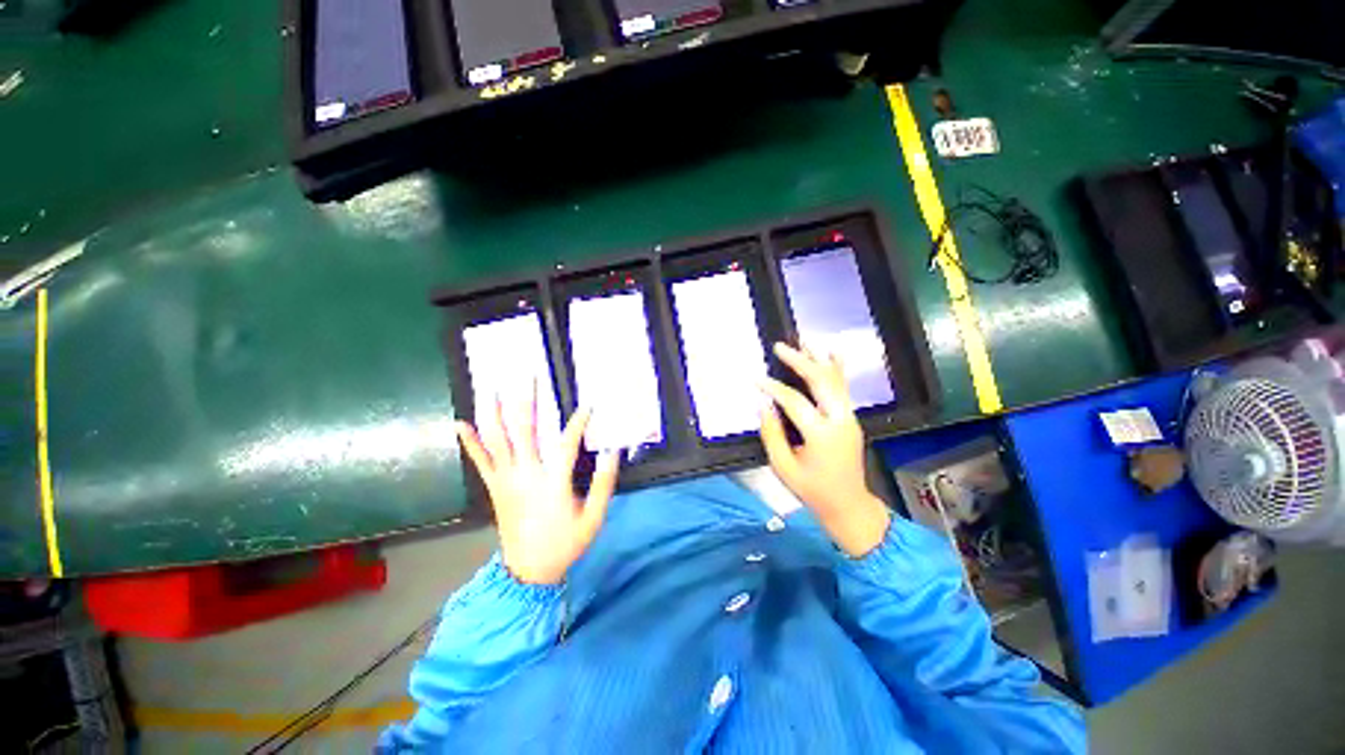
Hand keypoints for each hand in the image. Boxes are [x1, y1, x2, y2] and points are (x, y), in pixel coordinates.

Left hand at [456, 392, 619, 584]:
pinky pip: (480, 461)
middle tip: (528, 377)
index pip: (567, 443)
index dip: (578, 422)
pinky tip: (461, 423)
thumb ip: (603, 484)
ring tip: (491, 389)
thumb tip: (612, 453)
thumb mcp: (594, 518)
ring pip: (497, 440)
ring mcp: (506, 480)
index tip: (588, 405)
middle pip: (524, 431)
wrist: (528, 571)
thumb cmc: (565, 543)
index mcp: (553, 482)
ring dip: (494, 413)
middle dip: (526, 401)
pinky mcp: (494, 488)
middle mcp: (526, 475)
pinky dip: (470, 442)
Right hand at [758, 343, 890, 556]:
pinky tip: (831, 353)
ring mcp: (849, 418)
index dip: (773, 388)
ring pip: (835, 380)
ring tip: (803, 340)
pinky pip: (843, 388)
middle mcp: (840, 420)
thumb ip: (771, 434)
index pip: (794, 402)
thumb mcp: (783, 467)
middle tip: (780, 347)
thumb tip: (763, 405)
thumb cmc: (812, 490)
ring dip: (818, 359)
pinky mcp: (851, 418)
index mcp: (821, 435)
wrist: (848, 504)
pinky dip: (836, 368)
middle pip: (821, 381)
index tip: (757, 380)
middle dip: (800, 361)